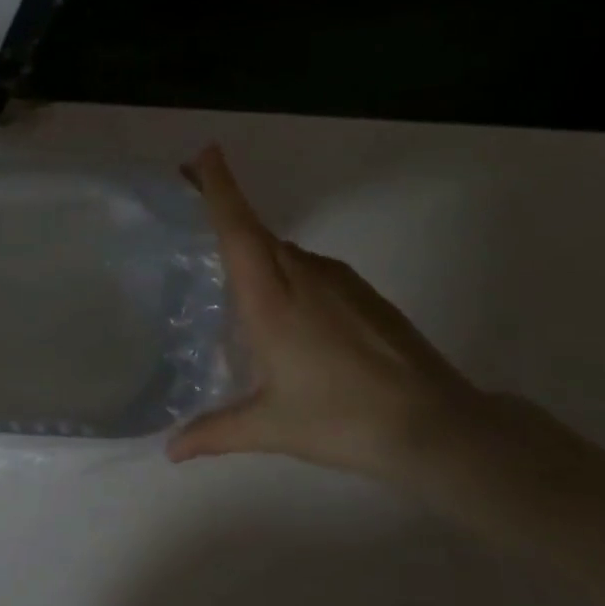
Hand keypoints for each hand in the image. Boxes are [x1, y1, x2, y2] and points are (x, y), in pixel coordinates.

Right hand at [168, 144, 481, 480]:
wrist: (435, 426)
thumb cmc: (340, 419)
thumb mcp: (268, 427)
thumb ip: (213, 433)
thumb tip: (169, 452)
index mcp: (273, 299)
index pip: (239, 230)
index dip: (220, 189)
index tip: (203, 153)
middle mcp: (304, 277)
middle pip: (256, 230)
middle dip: (224, 207)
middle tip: (190, 198)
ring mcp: (340, 283)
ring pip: (285, 251)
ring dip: (255, 248)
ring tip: (228, 270)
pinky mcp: (363, 295)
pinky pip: (310, 269)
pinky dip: (285, 271)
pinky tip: (283, 308)